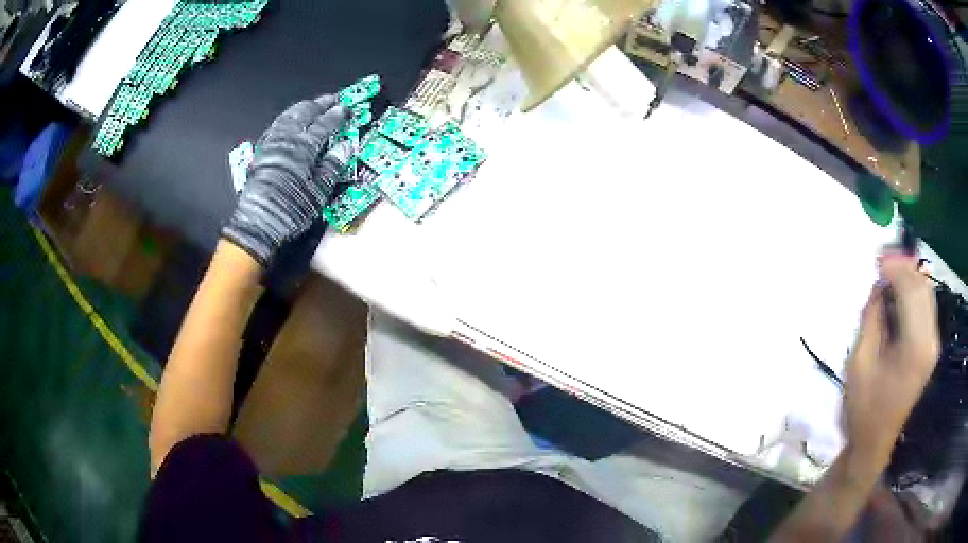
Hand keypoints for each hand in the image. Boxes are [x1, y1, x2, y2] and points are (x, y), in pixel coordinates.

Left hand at [222, 95, 351, 266]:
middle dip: (320, 103)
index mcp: (303, 148)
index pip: (324, 124)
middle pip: (305, 113)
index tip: (347, 108)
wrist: (257, 223)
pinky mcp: (262, 151)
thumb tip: (347, 145)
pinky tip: (290, 119)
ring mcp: (272, 143)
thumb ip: (333, 165)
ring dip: (303, 107)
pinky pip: (276, 125)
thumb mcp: (318, 192)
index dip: (336, 114)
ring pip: (288, 115)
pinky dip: (287, 117)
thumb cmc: (291, 210)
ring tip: (314, 104)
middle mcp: (287, 139)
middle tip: (334, 98)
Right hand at [843, 254, 939, 457]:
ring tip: (888, 276)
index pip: (912, 289)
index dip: (895, 268)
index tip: (876, 260)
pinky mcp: (930, 348)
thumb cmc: (864, 408)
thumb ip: (872, 319)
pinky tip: (898, 296)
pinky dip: (913, 293)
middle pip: (923, 287)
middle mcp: (930, 341)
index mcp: (915, 347)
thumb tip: (877, 287)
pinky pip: (926, 307)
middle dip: (903, 267)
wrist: (874, 443)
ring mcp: (933, 345)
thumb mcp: (860, 363)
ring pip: (927, 293)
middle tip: (881, 263)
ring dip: (909, 278)